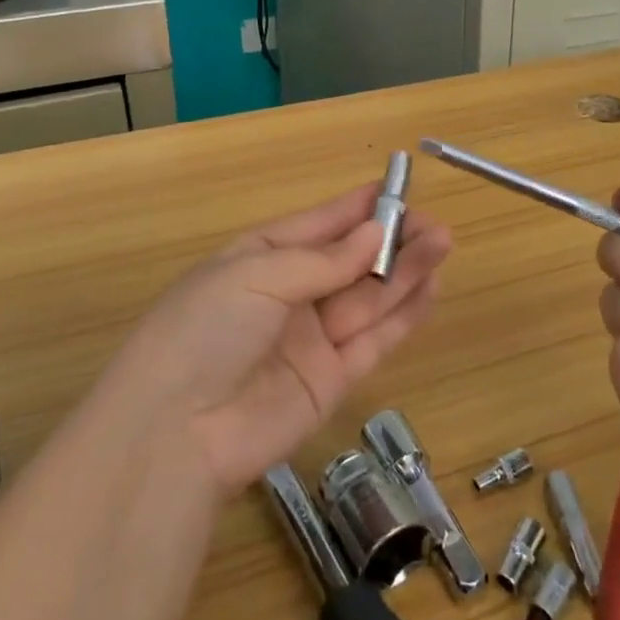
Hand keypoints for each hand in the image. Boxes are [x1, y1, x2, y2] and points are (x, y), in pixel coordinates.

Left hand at [116, 183, 450, 496]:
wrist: (176, 431)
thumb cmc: (206, 329)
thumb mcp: (257, 276)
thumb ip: (323, 261)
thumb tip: (374, 234)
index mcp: (260, 258)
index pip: (317, 226)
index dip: (356, 208)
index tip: (397, 188)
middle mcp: (288, 295)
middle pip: (349, 261)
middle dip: (390, 240)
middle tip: (435, 225)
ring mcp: (311, 339)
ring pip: (368, 297)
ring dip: (405, 271)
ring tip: (444, 243)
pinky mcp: (332, 381)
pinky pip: (374, 341)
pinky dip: (404, 316)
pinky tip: (431, 289)